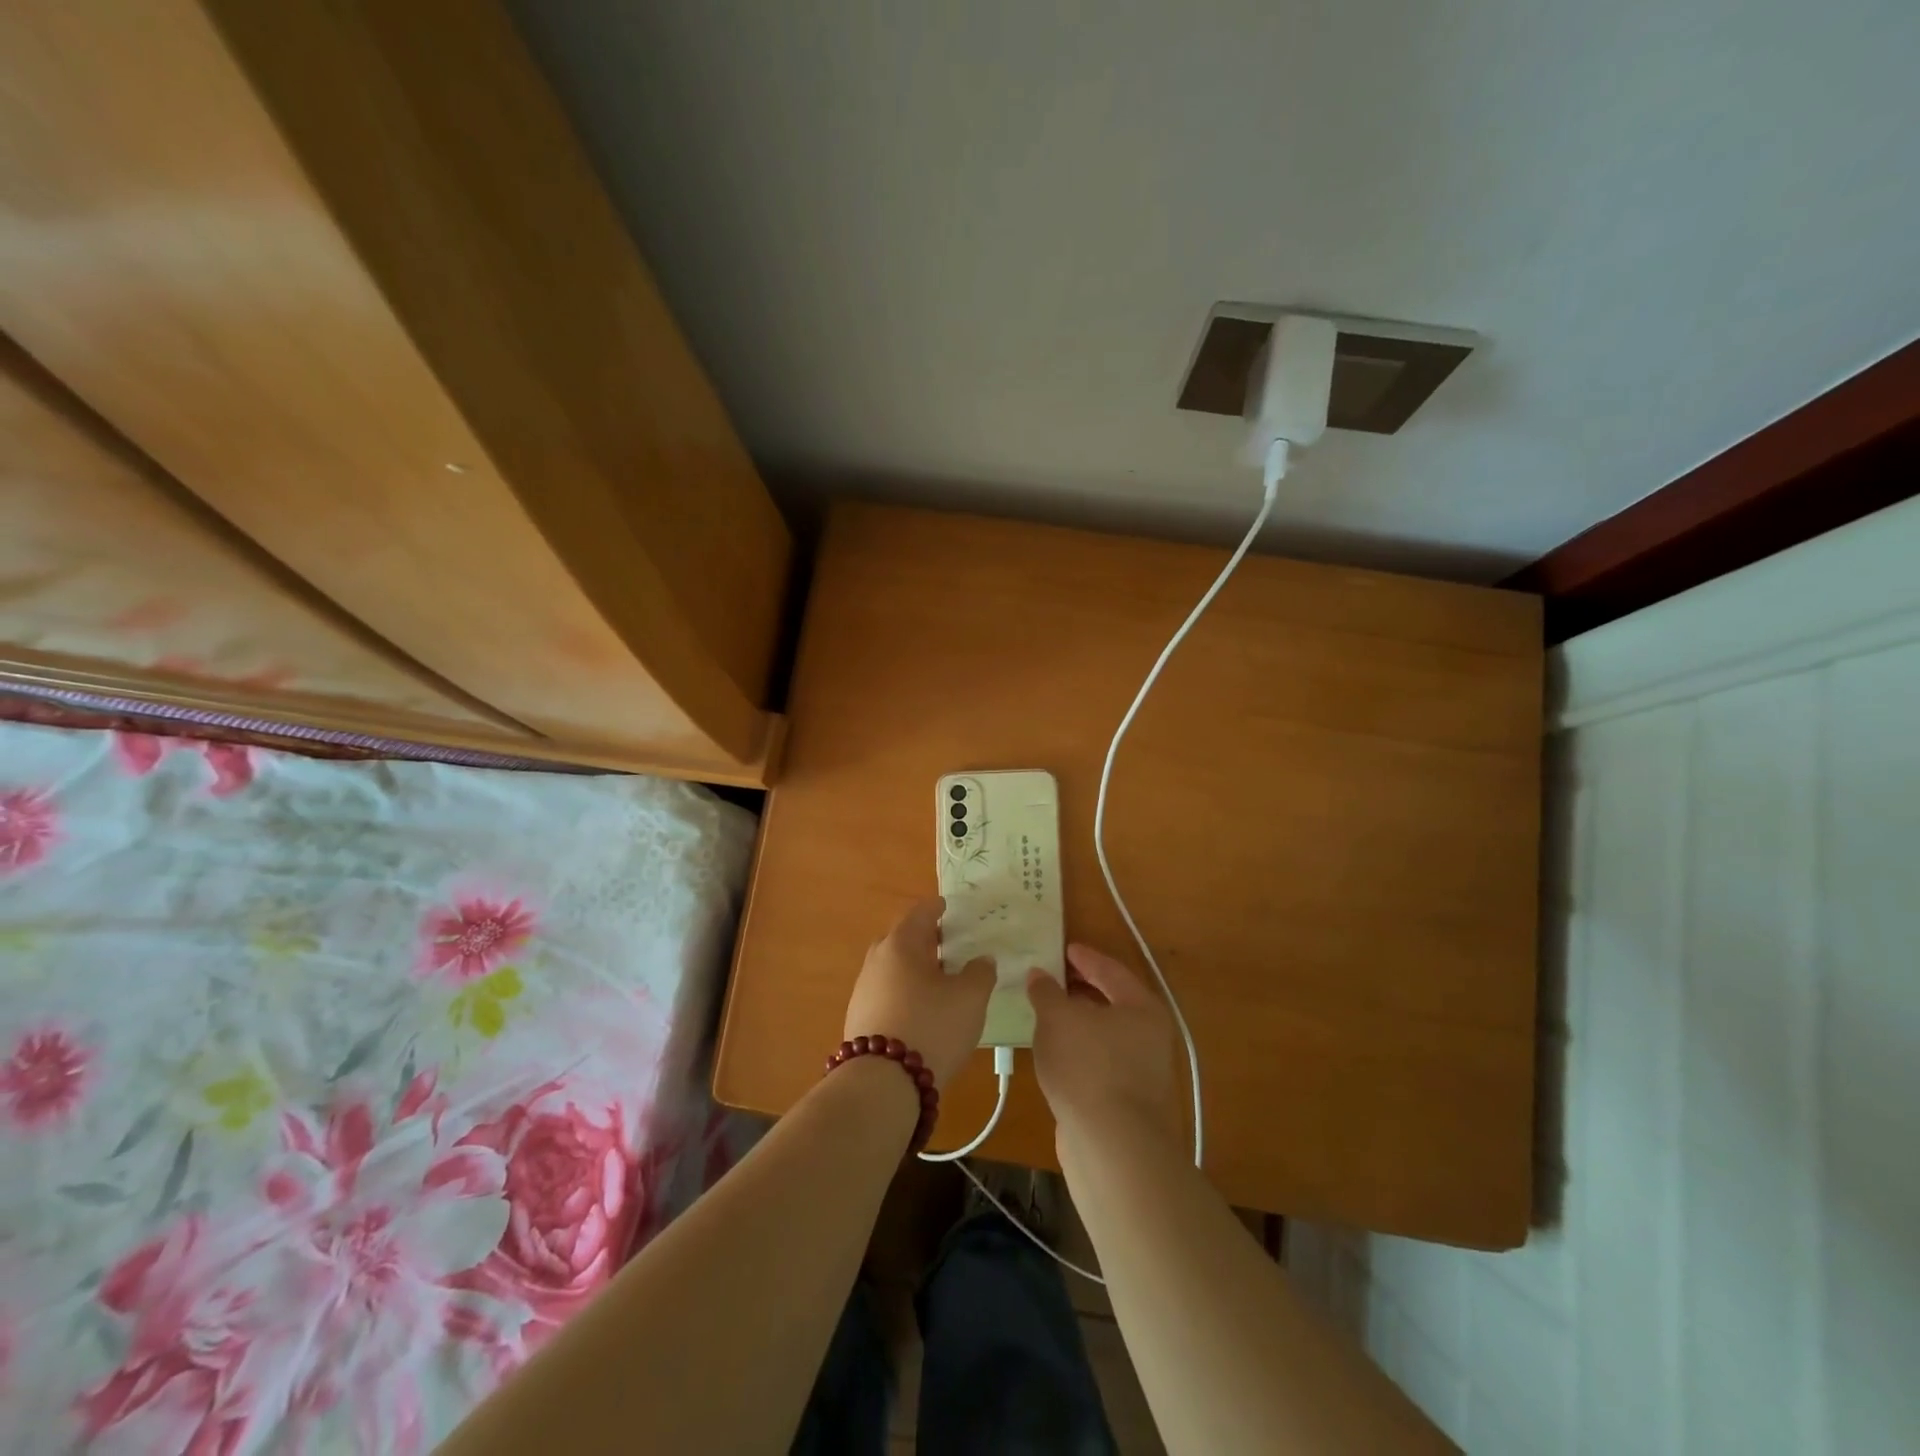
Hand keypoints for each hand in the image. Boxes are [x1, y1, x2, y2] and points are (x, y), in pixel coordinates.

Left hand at [843, 898, 993, 1088]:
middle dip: (925, 938)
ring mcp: (864, 989)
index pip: (921, 913)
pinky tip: (921, 1010)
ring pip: (893, 967)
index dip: (937, 907)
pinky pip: (887, 992)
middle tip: (949, 945)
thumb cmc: (931, 1027)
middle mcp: (877, 959)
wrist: (881, 1083)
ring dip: (914, 968)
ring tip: (939, 980)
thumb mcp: (970, 998)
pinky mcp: (859, 1018)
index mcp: (902, 943)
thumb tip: (981, 960)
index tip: (948, 906)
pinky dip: (905, 992)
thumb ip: (980, 973)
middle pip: (903, 938)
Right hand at [1028, 944, 1179, 1146]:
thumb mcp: (1057, 1018)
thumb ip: (1046, 991)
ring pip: (1103, 1034)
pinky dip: (1077, 1049)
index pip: (1111, 970)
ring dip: (1076, 1022)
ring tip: (1045, 1012)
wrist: (1112, 1146)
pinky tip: (1054, 1052)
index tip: (1063, 948)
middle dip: (1079, 989)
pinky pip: (1097, 1060)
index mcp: (1141, 1007)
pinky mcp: (1125, 1100)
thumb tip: (1039, 975)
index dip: (1085, 957)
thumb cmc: (1087, 1066)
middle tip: (1050, 977)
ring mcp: (1140, 1071)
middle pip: (1110, 1002)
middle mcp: (1149, 1036)